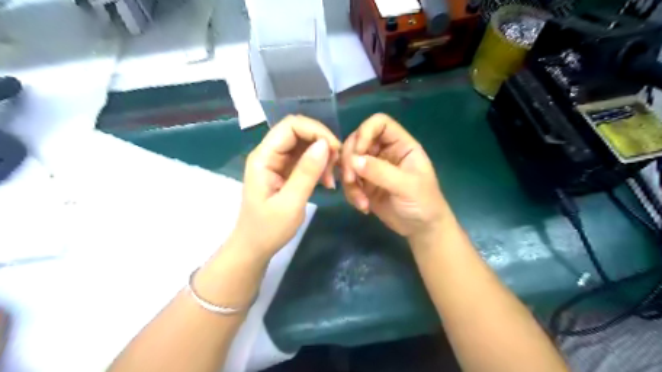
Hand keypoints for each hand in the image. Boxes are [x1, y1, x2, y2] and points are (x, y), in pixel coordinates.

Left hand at [230, 114, 337, 257]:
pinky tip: (327, 182)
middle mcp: (270, 154)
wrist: (255, 247)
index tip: (335, 150)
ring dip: (323, 156)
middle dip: (322, 143)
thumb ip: (306, 173)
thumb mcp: (290, 203)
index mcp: (264, 157)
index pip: (290, 126)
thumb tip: (325, 144)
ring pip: (305, 145)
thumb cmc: (268, 229)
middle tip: (337, 165)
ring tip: (332, 179)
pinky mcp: (286, 172)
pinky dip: (320, 167)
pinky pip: (306, 159)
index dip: (315, 131)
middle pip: (299, 132)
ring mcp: (278, 162)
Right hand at [340, 114, 449, 237]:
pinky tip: (363, 206)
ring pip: (348, 161)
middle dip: (349, 160)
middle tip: (350, 180)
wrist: (421, 230)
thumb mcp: (406, 186)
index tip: (358, 153)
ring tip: (361, 201)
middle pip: (357, 140)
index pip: (379, 123)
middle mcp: (384, 152)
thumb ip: (381, 172)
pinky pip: (348, 180)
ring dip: (349, 181)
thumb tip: (353, 160)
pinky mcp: (365, 184)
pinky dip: (350, 193)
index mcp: (400, 145)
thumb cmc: (424, 204)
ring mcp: (373, 168)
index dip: (365, 132)